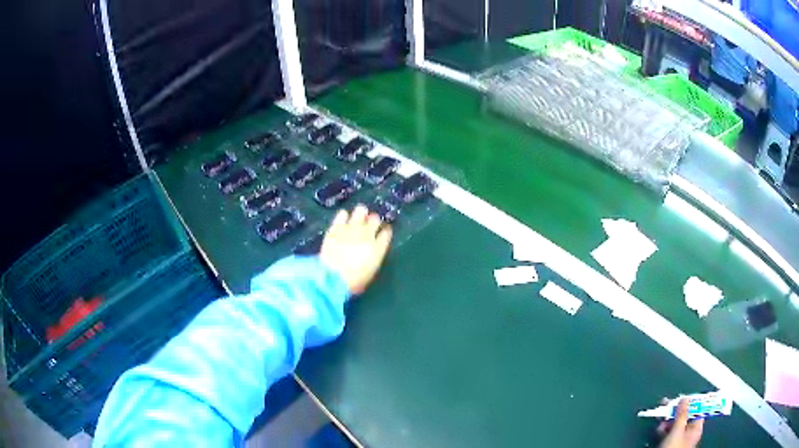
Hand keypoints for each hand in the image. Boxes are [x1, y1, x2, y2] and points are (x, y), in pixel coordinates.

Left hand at [320, 204, 392, 294]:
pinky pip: (342, 214)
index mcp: (378, 248)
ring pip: (361, 211)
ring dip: (361, 214)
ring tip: (357, 219)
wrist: (332, 277)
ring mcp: (351, 228)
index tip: (382, 233)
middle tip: (368, 226)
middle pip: (375, 219)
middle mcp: (367, 234)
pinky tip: (343, 220)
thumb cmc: (353, 282)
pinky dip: (344, 216)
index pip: (386, 232)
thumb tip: (371, 253)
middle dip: (373, 221)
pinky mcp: (336, 227)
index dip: (385, 232)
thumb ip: (373, 259)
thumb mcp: (369, 273)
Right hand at [658, 399, 704, 447]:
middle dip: (676, 412)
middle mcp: (691, 431)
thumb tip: (685, 399)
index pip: (698, 409)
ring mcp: (681, 438)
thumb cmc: (674, 447)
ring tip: (661, 421)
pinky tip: (660, 429)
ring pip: (676, 423)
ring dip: (668, 421)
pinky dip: (665, 428)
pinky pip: (670, 431)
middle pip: (686, 415)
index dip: (691, 402)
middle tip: (668, 406)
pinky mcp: (672, 442)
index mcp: (697, 427)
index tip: (683, 397)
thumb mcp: (678, 429)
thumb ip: (682, 413)